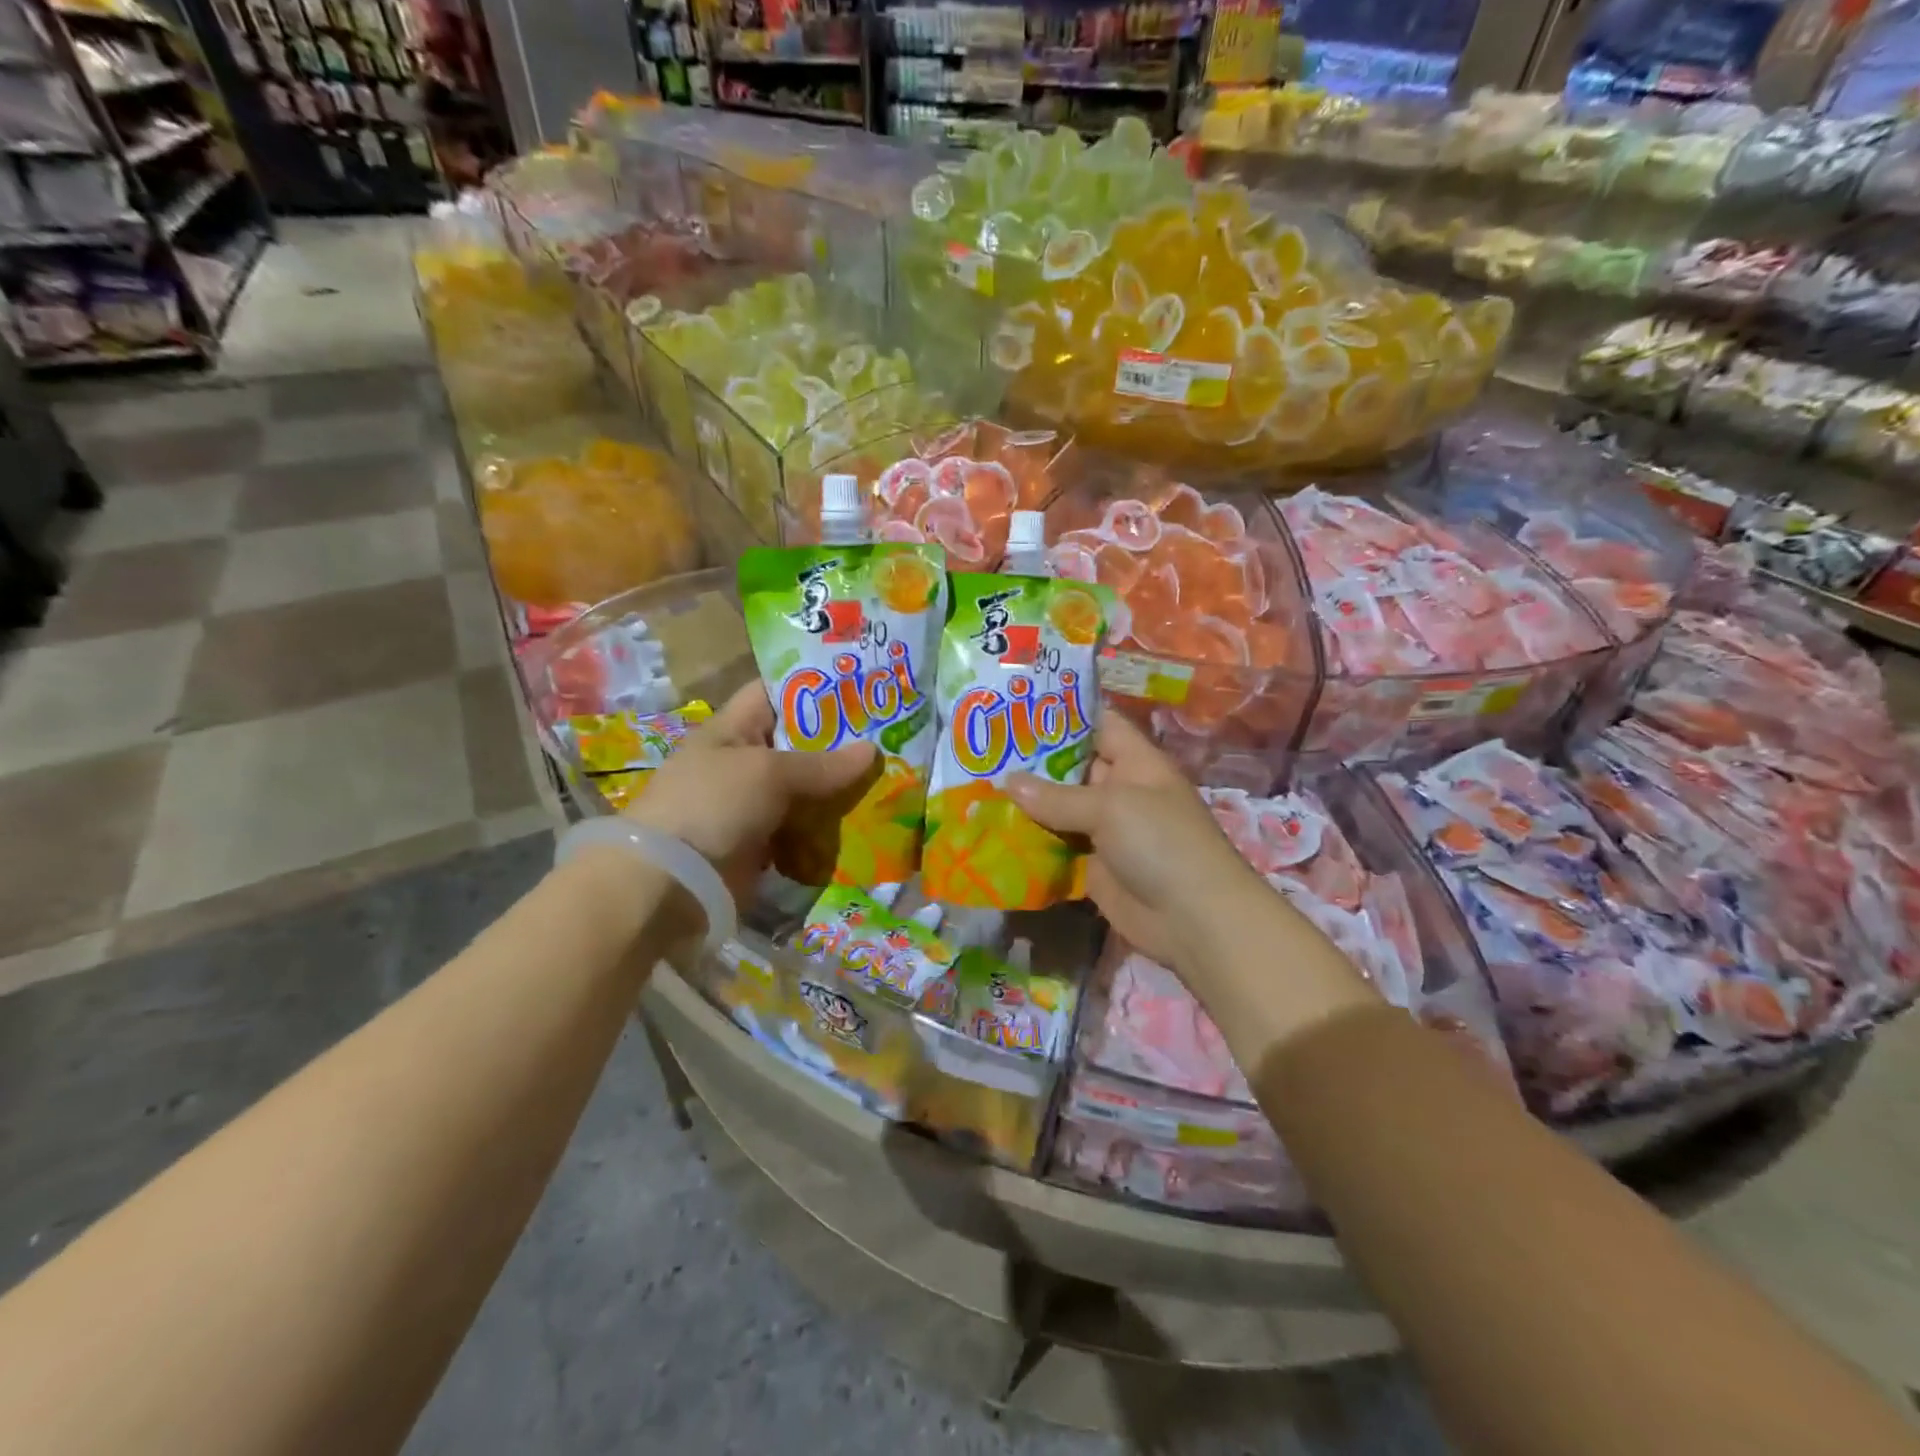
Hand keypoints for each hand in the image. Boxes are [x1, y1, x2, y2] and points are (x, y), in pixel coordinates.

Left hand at [623, 682, 874, 905]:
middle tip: (888, 732)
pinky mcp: (762, 843)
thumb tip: (873, 751)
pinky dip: (827, 824)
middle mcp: (742, 762)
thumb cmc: (713, 805)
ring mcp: (751, 805)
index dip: (811, 685)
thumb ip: (822, 764)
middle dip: (837, 739)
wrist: (672, 882)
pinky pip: (802, 826)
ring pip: (804, 787)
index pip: (773, 693)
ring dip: (838, 786)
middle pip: (796, 742)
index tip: (857, 683)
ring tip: (888, 773)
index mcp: (732, 729)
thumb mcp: (768, 772)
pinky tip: (865, 817)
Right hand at [1004, 714, 1270, 973]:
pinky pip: (1057, 846)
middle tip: (982, 747)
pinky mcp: (1092, 865)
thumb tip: (1007, 783)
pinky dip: (1031, 841)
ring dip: (1026, 803)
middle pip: (1071, 766)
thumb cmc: (1161, 843)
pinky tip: (992, 831)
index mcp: (1134, 762)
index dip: (1062, 713)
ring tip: (977, 785)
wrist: (1193, 919)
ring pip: (1059, 808)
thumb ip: (1057, 796)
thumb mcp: (1110, 808)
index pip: (1098, 723)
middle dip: (1032, 759)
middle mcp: (1119, 790)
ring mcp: (1105, 829)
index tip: (1017, 704)